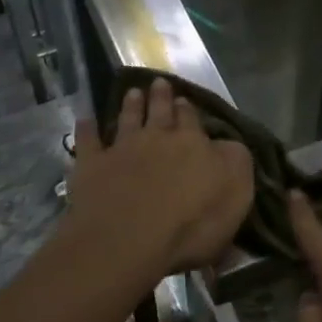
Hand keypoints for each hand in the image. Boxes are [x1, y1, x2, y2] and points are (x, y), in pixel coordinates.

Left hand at [63, 79, 253, 280]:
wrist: (129, 238)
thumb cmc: (191, 223)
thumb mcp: (236, 193)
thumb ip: (235, 163)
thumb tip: (227, 146)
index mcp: (193, 144)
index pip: (192, 121)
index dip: (189, 110)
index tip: (185, 100)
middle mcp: (157, 138)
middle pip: (160, 113)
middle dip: (161, 98)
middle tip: (159, 83)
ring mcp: (122, 149)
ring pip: (127, 120)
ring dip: (131, 105)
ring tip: (133, 92)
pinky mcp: (92, 166)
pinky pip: (88, 141)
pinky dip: (86, 128)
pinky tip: (85, 118)